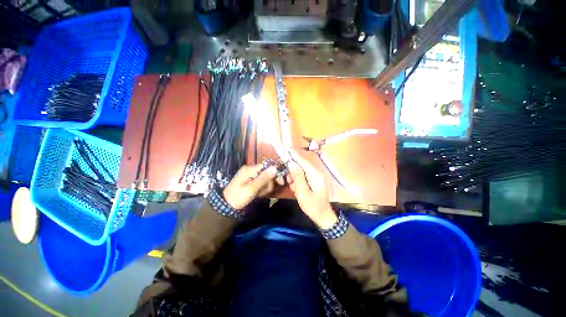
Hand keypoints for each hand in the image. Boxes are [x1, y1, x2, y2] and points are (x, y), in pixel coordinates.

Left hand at [223, 164, 278, 209]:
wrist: (227, 206)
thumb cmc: (239, 196)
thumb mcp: (252, 188)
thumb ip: (264, 178)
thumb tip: (275, 167)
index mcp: (250, 169)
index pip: (266, 166)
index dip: (274, 172)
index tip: (281, 181)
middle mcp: (251, 170)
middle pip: (267, 173)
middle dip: (269, 183)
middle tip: (267, 192)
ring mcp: (251, 176)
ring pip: (265, 179)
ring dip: (266, 187)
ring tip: (260, 194)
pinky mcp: (251, 182)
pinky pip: (261, 183)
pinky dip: (262, 189)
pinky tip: (259, 194)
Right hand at [287, 149, 337, 228]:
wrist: (323, 217)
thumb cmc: (313, 207)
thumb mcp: (303, 193)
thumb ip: (297, 177)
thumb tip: (291, 163)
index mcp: (315, 175)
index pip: (302, 161)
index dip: (293, 154)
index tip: (285, 148)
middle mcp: (315, 173)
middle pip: (300, 166)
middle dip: (292, 172)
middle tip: (289, 182)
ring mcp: (314, 177)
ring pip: (299, 172)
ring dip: (294, 179)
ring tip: (294, 189)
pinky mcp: (312, 181)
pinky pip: (301, 178)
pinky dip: (297, 183)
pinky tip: (297, 190)